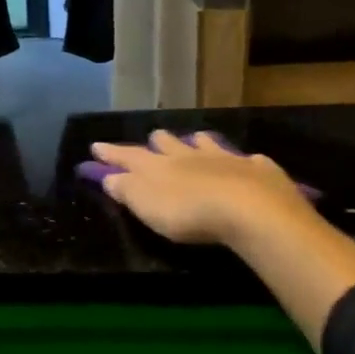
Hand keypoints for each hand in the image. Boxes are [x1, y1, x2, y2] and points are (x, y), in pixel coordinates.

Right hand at [90, 130, 354, 351]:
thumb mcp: (146, 205)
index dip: (111, 154)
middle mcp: (189, 155)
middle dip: (157, 142)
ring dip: (197, 143)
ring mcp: (226, 159)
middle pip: (168, 143)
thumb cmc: (188, 212)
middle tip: (153, 141)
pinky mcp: (258, 170)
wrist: (251, 209)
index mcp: (158, 166)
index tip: (96, 146)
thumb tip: (109, 176)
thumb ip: (126, 190)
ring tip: (195, 141)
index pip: (128, 156)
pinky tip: (247, 163)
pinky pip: (247, 160)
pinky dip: (242, 161)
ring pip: (206, 144)